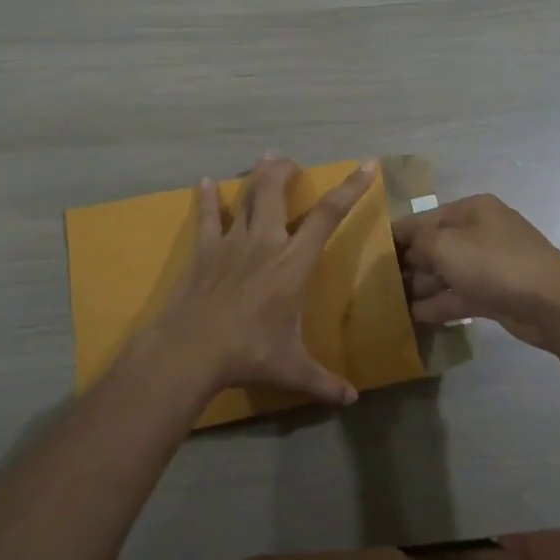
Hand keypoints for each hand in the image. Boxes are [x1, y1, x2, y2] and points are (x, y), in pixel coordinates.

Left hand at [148, 155, 373, 407]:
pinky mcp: (204, 251)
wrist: (191, 350)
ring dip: (256, 176)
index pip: (328, 216)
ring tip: (264, 159)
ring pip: (245, 196)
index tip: (367, 165)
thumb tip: (352, 400)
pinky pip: (206, 217)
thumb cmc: (248, 354)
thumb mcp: (292, 370)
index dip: (350, 188)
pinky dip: (206, 199)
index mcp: (293, 263)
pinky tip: (203, 183)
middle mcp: (264, 242)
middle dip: (285, 169)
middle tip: (291, 161)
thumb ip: (324, 382)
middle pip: (275, 191)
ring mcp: (231, 242)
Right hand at [393, 194, 559, 351]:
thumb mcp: (446, 245)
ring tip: (391, 303)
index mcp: (471, 209)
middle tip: (378, 284)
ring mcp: (490, 263)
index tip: (370, 255)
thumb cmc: (495, 264)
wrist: (552, 304)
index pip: (423, 218)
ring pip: (447, 271)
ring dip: (422, 286)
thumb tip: (404, 246)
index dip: (397, 236)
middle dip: (409, 263)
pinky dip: (439, 303)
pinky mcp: (496, 292)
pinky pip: (460, 293)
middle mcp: (480, 231)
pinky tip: (415, 316)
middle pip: (435, 245)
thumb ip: (418, 241)